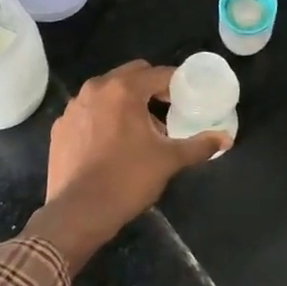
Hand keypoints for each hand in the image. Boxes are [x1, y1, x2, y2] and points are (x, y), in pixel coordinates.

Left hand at [25, 60, 228, 266]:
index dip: (177, 84)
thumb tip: (226, 139)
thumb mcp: (169, 161)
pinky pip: (89, 111)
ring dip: (126, 101)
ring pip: (107, 91)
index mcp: (123, 90)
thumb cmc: (127, 179)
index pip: (158, 73)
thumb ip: (199, 145)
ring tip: (140, 129)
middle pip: (131, 75)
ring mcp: (73, 107)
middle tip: (166, 110)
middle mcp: (95, 89)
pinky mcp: (60, 126)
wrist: (78, 212)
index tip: (187, 99)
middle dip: (150, 88)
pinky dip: (104, 117)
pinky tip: (112, 143)